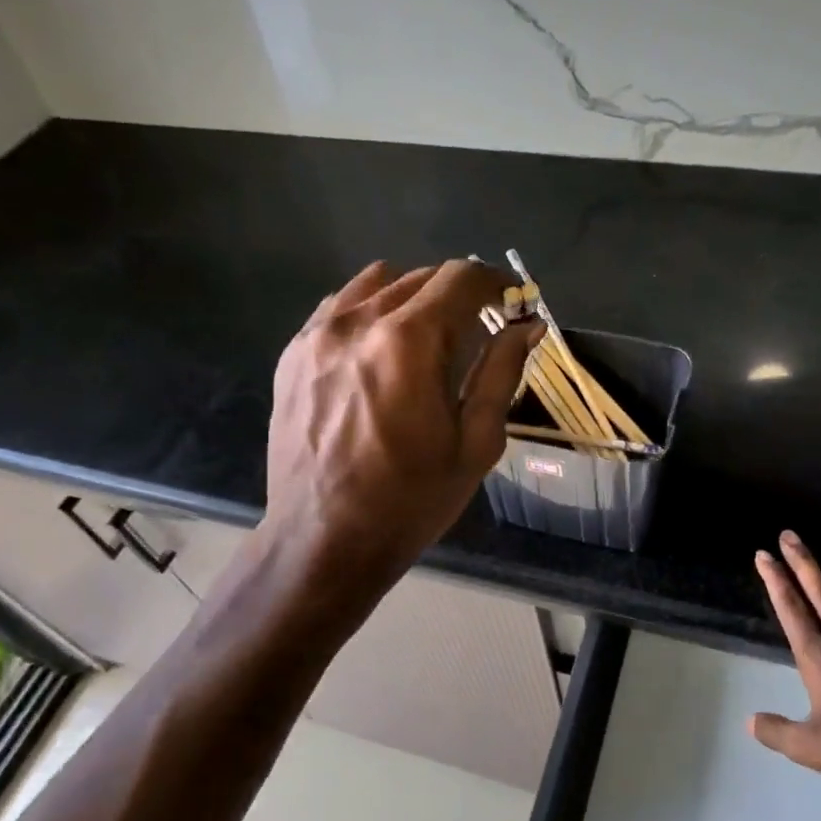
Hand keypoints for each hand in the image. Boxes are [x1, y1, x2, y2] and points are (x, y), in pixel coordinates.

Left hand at [264, 258, 541, 577]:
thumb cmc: (410, 502)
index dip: (497, 283)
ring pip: (378, 283)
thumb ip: (501, 373)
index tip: (514, 304)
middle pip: (421, 277)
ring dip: (414, 298)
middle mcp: (358, 322)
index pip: (461, 278)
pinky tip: (381, 351)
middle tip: (480, 329)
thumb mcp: (474, 444)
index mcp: (408, 342)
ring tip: (429, 338)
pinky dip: (371, 312)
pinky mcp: (292, 354)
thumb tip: (528, 327)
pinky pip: (340, 307)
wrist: (322, 543)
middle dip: (460, 294)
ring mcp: (317, 335)